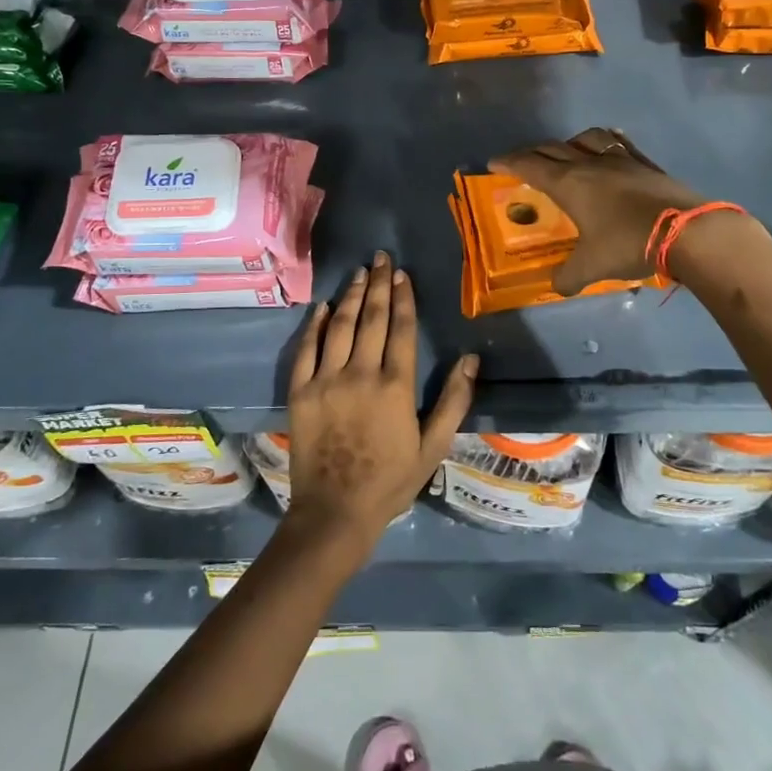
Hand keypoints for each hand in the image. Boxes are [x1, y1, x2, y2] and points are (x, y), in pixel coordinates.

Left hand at [284, 250, 477, 550]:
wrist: (335, 512)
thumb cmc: (391, 480)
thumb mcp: (434, 446)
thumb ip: (454, 400)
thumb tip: (471, 358)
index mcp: (395, 386)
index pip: (400, 328)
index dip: (403, 298)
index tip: (403, 274)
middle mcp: (360, 374)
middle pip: (371, 318)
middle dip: (378, 285)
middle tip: (382, 258)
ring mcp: (326, 380)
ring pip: (341, 326)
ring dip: (351, 296)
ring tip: (359, 272)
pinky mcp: (301, 391)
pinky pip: (307, 349)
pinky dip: (316, 325)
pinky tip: (324, 307)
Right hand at [489, 128, 730, 294]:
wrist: (689, 231)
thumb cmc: (629, 244)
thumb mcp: (591, 267)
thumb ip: (568, 277)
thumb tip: (557, 285)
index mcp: (569, 184)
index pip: (530, 166)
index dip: (509, 163)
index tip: (493, 163)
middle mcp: (590, 164)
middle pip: (553, 148)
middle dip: (532, 153)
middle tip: (522, 162)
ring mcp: (621, 160)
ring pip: (586, 139)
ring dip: (568, 143)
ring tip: (566, 153)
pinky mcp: (646, 164)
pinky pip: (618, 144)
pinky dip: (604, 143)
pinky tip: (608, 149)